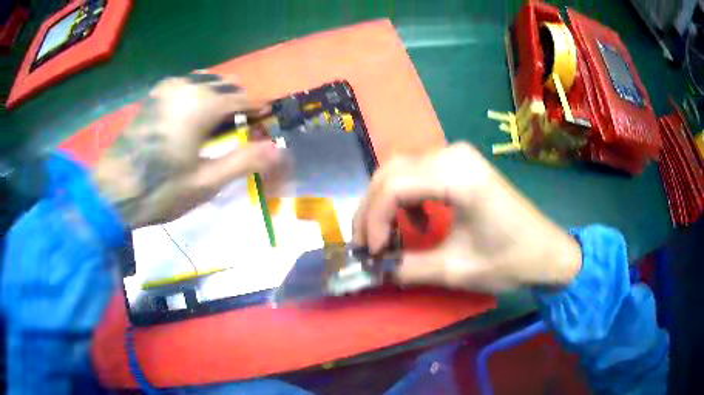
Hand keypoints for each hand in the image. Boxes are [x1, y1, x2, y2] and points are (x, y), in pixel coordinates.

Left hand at [93, 73, 281, 228]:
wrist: (112, 192)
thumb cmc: (160, 191)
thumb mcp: (205, 183)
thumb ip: (245, 161)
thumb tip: (280, 151)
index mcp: (202, 103)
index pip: (244, 97)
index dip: (258, 112)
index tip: (263, 130)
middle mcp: (187, 85)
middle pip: (227, 83)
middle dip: (238, 104)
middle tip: (236, 135)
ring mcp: (168, 87)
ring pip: (207, 81)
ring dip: (218, 99)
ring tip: (213, 130)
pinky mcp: (156, 95)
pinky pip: (188, 85)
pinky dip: (199, 97)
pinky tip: (191, 122)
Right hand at [353, 143, 581, 291]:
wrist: (547, 251)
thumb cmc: (510, 261)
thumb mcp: (456, 270)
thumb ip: (408, 268)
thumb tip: (373, 270)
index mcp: (459, 177)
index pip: (394, 187)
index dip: (373, 220)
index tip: (371, 253)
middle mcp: (454, 155)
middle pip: (391, 172)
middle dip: (371, 210)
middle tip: (366, 244)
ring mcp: (458, 156)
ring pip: (400, 169)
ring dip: (384, 202)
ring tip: (385, 236)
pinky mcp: (461, 164)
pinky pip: (418, 172)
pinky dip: (405, 197)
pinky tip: (416, 222)